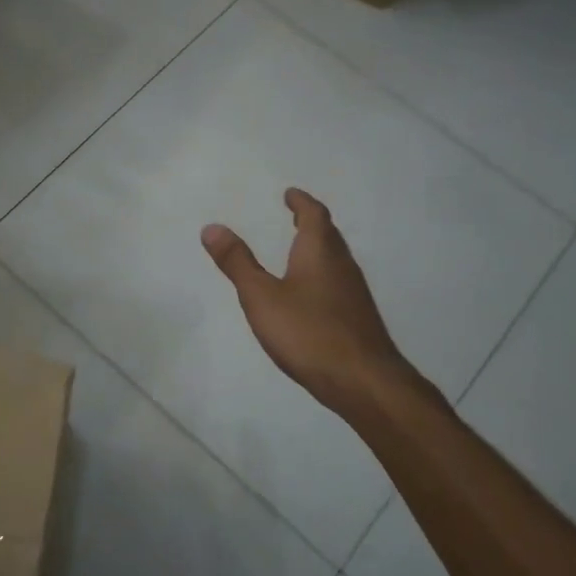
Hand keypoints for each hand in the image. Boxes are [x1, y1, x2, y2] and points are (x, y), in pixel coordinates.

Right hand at [202, 189, 435, 420]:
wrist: (363, 381)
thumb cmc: (308, 332)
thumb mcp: (261, 297)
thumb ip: (237, 262)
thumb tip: (212, 227)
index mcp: (320, 252)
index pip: (315, 215)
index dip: (302, 202)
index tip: (290, 194)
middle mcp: (342, 266)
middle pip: (329, 235)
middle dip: (311, 223)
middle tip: (294, 217)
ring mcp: (354, 293)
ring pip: (335, 260)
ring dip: (318, 249)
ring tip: (298, 251)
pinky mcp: (357, 318)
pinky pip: (337, 283)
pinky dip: (322, 275)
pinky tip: (311, 295)